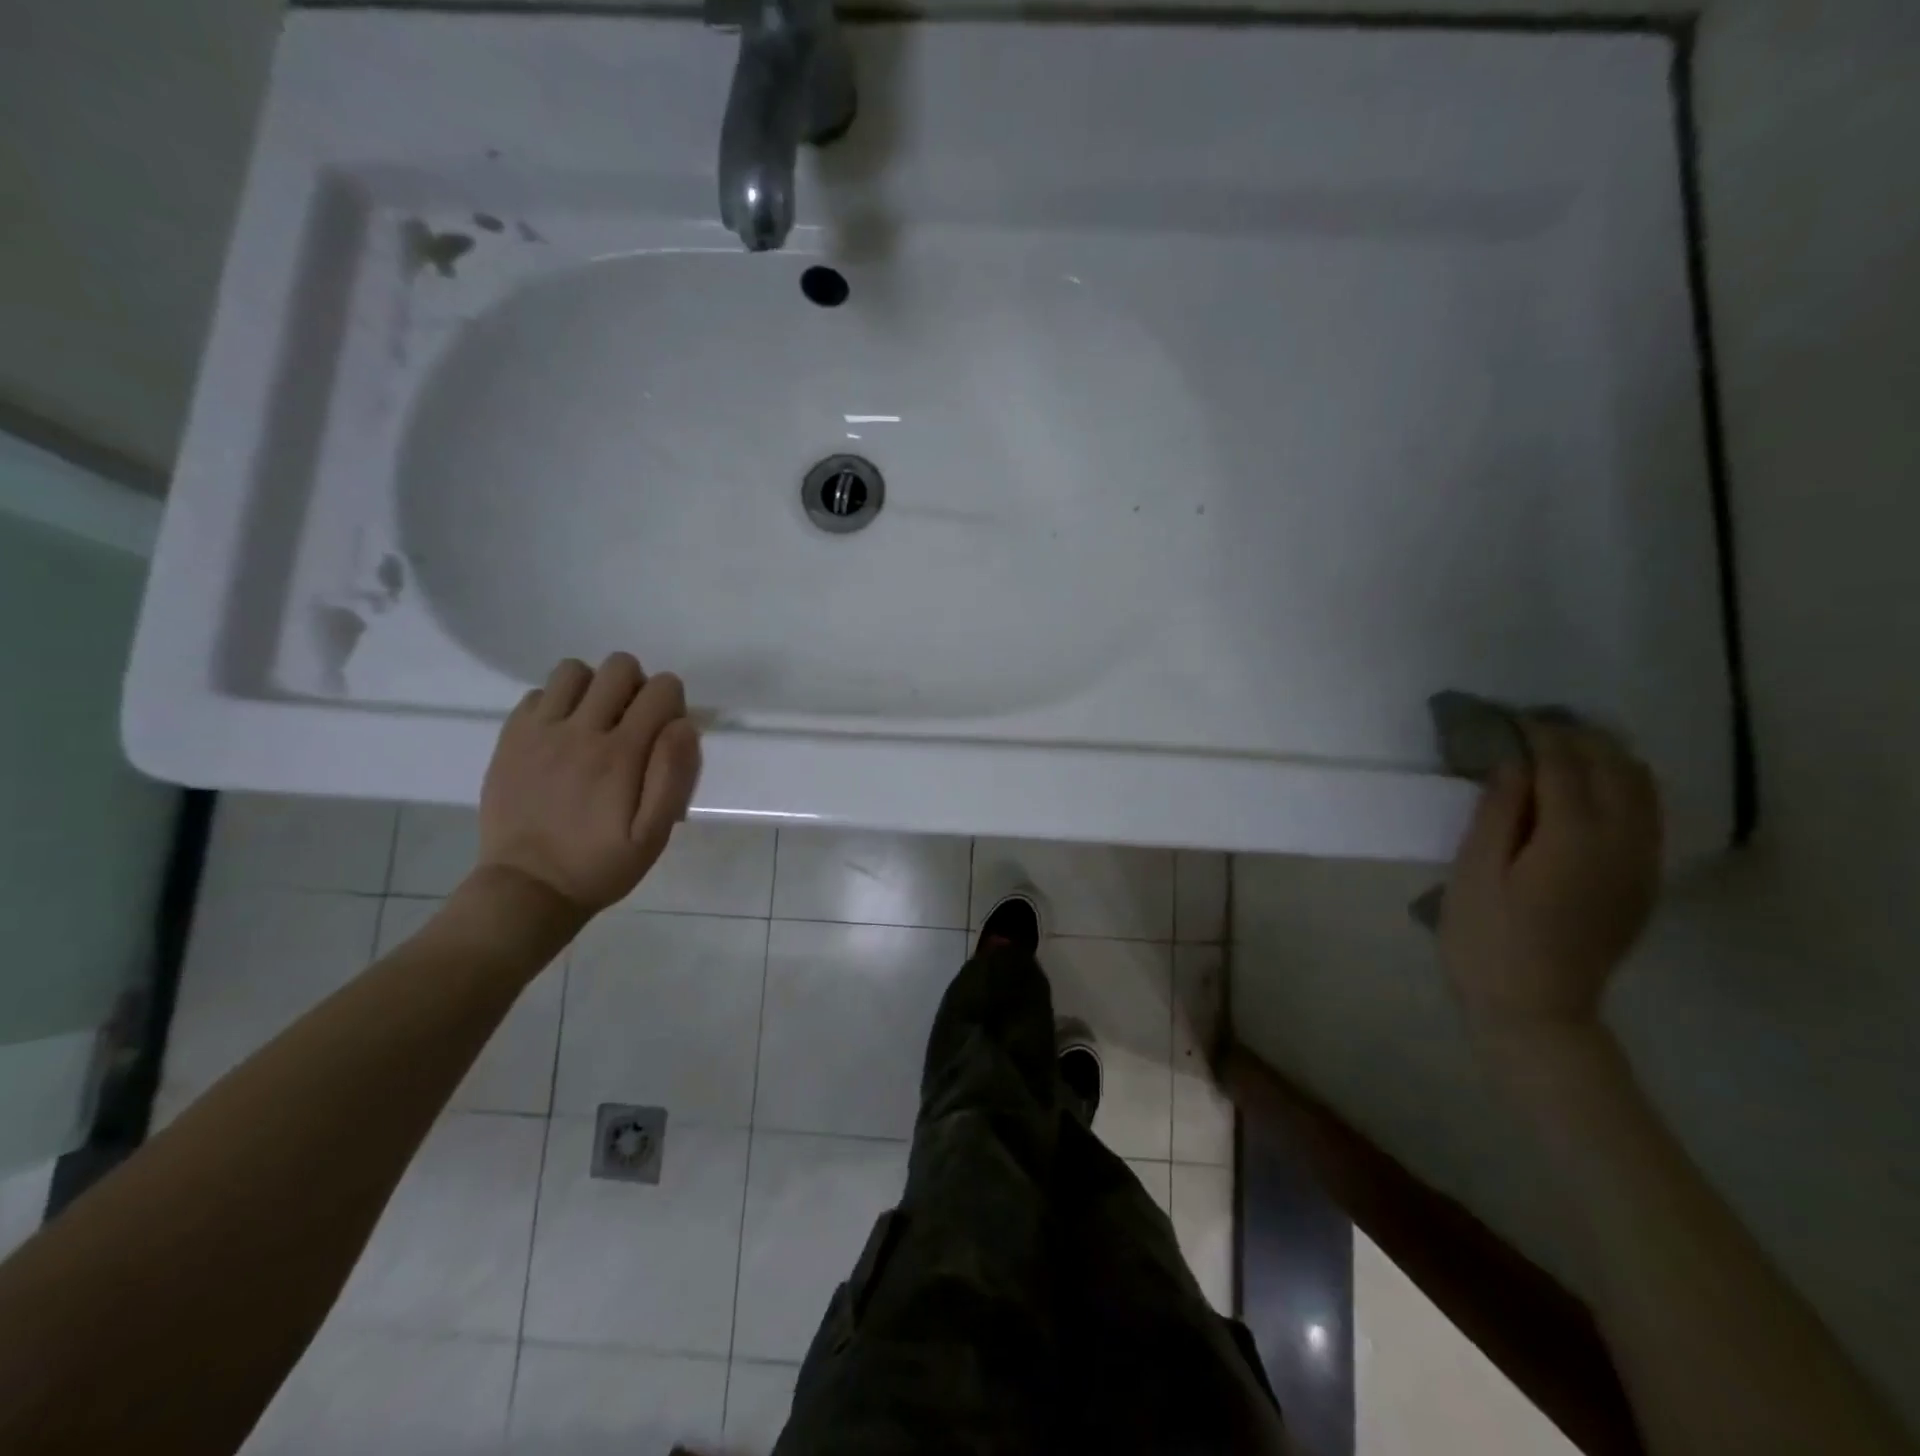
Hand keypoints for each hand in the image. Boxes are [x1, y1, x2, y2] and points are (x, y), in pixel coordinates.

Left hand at [475, 653, 701, 919]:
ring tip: (595, 724)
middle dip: (636, 687)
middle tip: (632, 727)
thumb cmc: (601, 864)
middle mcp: (580, 730)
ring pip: (573, 671)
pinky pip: (537, 694)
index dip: (672, 703)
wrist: (528, 889)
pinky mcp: (510, 739)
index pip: (661, 688)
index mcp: (622, 753)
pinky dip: (556, 705)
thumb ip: (674, 775)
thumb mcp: (654, 834)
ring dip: (593, 688)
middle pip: (619, 667)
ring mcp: (539, 731)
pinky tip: (561, 738)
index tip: (665, 735)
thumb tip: (683, 725)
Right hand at [1439, 720, 1660, 1036]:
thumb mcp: (1474, 871)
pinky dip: (1620, 787)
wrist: (1536, 1009)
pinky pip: (1646, 815)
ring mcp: (1641, 864)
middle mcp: (1623, 843)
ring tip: (1559, 748)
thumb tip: (1514, 763)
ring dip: (1604, 758)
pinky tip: (1585, 789)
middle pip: (1615, 768)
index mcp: (1574, 838)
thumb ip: (1499, 812)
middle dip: (1577, 739)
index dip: (1538, 734)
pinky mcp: (1642, 882)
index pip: (1565, 765)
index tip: (1509, 716)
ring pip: (1642, 788)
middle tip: (1531, 727)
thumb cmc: (1487, 939)